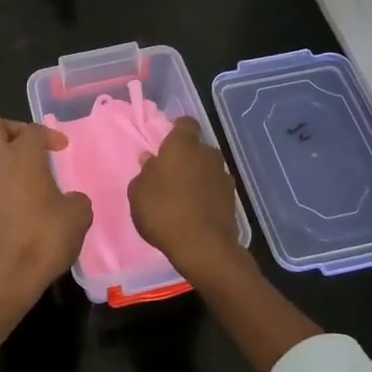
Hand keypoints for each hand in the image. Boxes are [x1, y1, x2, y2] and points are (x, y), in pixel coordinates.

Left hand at [0, 118, 92, 312]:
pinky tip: (21, 215)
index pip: (32, 130)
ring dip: (8, 166)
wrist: (2, 279)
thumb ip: (76, 200)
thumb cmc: (43, 239)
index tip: (62, 149)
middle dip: (13, 131)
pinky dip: (3, 192)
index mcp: (21, 157)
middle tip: (33, 149)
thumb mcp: (78, 217)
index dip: (49, 135)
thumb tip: (69, 200)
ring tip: (32, 189)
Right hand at [128, 117, 250, 281]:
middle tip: (170, 174)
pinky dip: (207, 195)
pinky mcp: (233, 199)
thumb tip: (150, 160)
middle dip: (187, 157)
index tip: (166, 144)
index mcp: (183, 145)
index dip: (177, 131)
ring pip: (208, 169)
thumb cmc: (163, 212)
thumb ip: (144, 172)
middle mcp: (207, 154)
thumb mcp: (138, 193)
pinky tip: (196, 211)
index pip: (185, 124)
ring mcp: (224, 176)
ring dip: (198, 176)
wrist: (203, 247)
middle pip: (197, 148)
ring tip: (183, 196)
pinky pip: (215, 189)